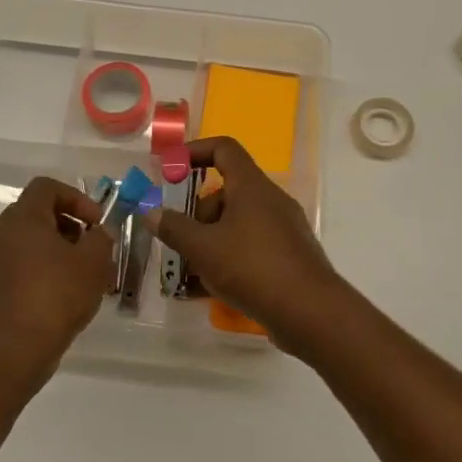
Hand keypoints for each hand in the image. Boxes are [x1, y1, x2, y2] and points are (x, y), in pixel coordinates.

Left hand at [0, 177, 111, 377]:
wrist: (14, 349)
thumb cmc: (56, 295)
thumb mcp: (93, 262)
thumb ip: (102, 238)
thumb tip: (100, 232)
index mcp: (23, 219)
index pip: (46, 187)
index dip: (76, 197)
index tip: (95, 222)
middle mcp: (3, 234)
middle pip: (38, 213)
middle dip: (70, 225)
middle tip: (92, 246)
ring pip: (32, 242)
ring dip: (60, 249)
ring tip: (86, 274)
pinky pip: (24, 266)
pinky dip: (46, 270)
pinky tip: (68, 295)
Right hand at [143, 137, 347, 353]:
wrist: (310, 313)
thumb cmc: (253, 268)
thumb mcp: (203, 248)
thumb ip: (173, 228)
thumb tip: (150, 210)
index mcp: (252, 186)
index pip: (224, 149)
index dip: (195, 151)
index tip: (170, 170)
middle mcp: (270, 201)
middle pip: (225, 193)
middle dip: (196, 214)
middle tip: (177, 240)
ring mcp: (282, 230)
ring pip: (235, 225)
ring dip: (208, 242)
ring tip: (185, 273)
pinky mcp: (287, 257)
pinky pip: (249, 249)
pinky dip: (226, 261)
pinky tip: (205, 291)